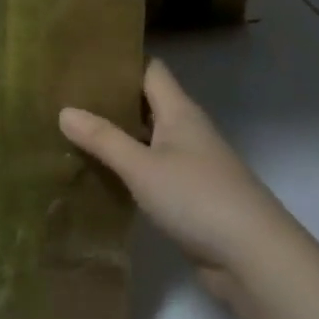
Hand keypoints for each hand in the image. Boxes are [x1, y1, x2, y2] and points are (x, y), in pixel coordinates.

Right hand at [60, 59, 285, 296]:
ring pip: (147, 138)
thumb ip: (103, 139)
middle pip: (146, 103)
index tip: (83, 60)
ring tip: (73, 131)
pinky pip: (152, 169)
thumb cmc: (197, 198)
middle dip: (111, 100)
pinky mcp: (189, 195)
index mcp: (179, 111)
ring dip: (117, 135)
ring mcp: (190, 164)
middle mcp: (187, 130)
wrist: (254, 259)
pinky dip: (128, 167)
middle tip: (66, 97)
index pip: (150, 70)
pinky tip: (100, 173)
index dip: (121, 61)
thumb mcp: (142, 166)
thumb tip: (64, 110)